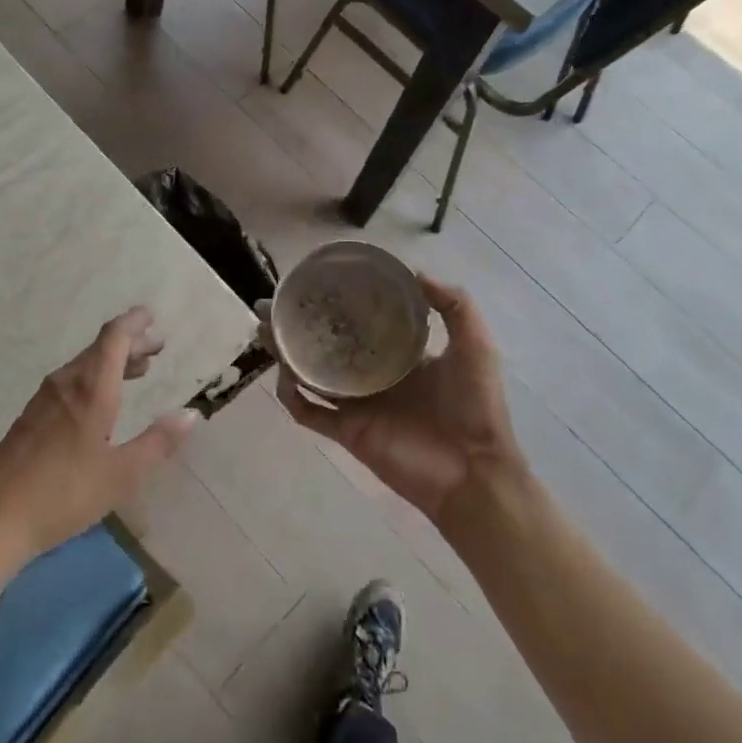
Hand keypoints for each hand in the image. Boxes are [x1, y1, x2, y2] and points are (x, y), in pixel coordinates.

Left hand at [0, 308, 197, 568]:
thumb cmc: (63, 494)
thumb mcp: (122, 474)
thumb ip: (158, 443)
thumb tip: (192, 414)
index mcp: (91, 390)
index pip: (114, 338)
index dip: (134, 323)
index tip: (151, 316)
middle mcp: (66, 384)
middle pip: (100, 348)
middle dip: (130, 343)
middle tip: (156, 347)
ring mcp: (43, 401)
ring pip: (83, 366)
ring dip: (112, 362)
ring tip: (137, 371)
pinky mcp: (30, 419)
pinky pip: (70, 383)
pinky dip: (94, 379)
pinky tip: (100, 403)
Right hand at [265, 274, 524, 526]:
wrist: (474, 471)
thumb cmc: (476, 406)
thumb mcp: (474, 345)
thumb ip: (454, 305)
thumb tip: (416, 271)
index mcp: (399, 354)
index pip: (360, 322)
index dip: (338, 303)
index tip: (315, 281)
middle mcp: (372, 374)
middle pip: (325, 344)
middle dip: (298, 324)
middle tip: (272, 303)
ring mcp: (357, 404)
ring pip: (309, 374)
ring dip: (286, 353)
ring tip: (265, 330)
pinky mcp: (347, 430)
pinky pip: (309, 412)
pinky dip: (292, 395)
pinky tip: (283, 374)